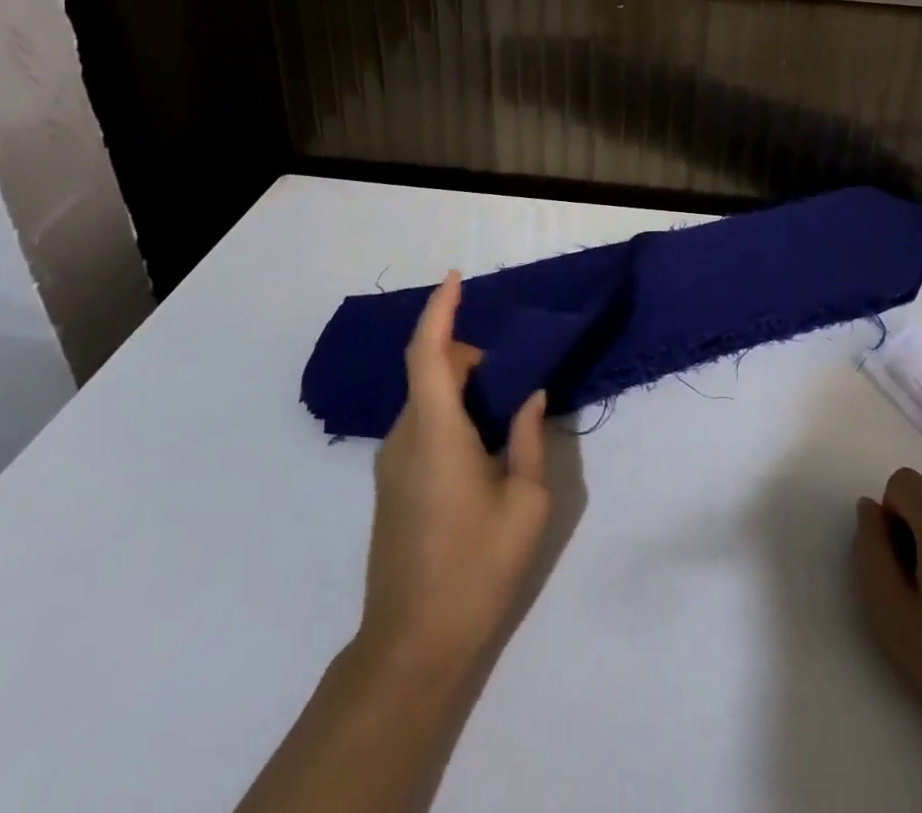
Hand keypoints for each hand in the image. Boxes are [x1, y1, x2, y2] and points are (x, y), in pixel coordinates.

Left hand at [360, 271, 550, 682]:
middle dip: (467, 353)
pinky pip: (421, 424)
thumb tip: (530, 396)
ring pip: (425, 398)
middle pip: (429, 370)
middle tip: (514, 370)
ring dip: (460, 384)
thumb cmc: (477, 568)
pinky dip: (449, 410)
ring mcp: (392, 462)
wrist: (411, 645)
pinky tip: (482, 442)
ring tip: (504, 407)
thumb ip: (529, 438)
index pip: (428, 352)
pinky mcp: (391, 484)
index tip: (456, 276)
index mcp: (437, 433)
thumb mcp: (527, 502)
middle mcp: (406, 437)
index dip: (440, 309)